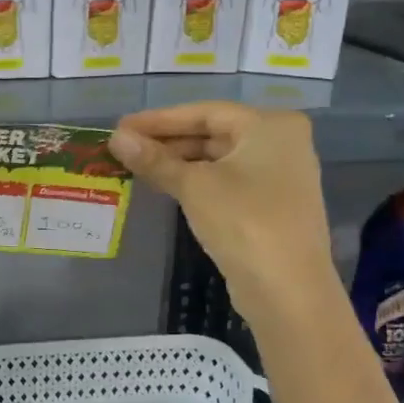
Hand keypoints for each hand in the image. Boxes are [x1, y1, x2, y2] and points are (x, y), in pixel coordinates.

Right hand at [109, 103, 337, 325]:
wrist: (287, 289)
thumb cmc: (244, 221)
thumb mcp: (194, 186)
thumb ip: (155, 160)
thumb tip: (116, 138)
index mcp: (270, 126)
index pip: (205, 112)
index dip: (159, 119)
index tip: (122, 126)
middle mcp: (281, 143)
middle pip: (213, 133)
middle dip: (168, 140)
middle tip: (125, 147)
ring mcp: (280, 176)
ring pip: (218, 159)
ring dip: (178, 162)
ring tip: (136, 165)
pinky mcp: (271, 206)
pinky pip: (227, 181)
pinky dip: (196, 181)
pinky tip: (165, 186)